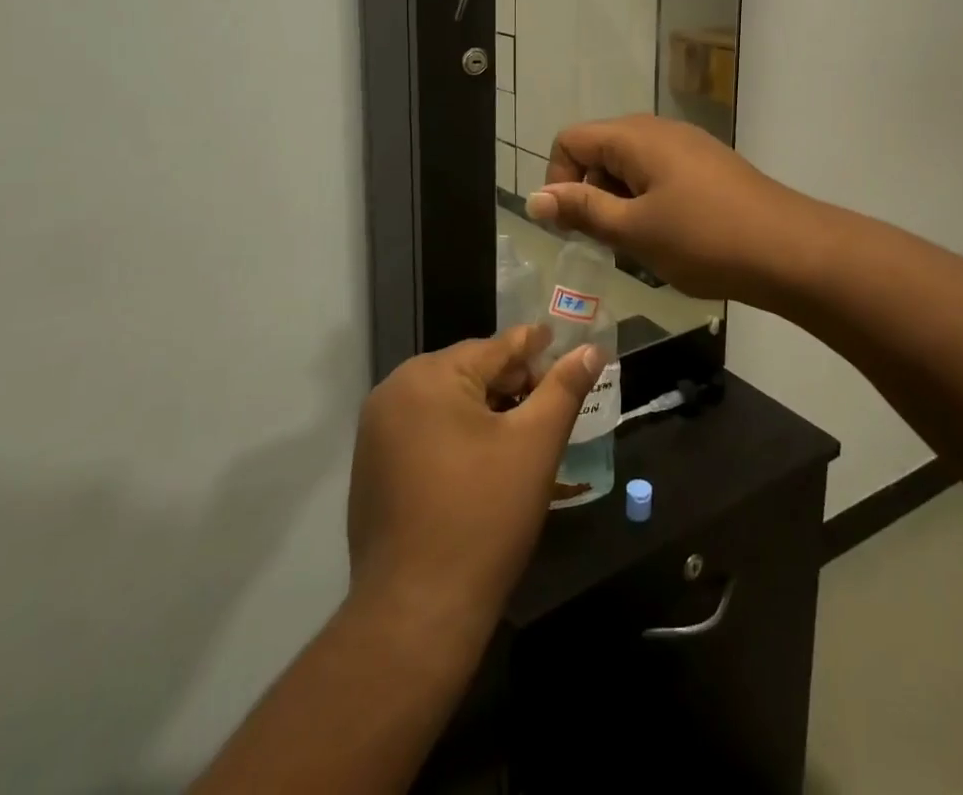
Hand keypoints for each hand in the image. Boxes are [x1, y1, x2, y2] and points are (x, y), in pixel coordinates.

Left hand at [347, 326, 601, 629]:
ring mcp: (376, 431)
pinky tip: (485, 461)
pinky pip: (425, 430)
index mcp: (429, 376)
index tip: (564, 346)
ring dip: (487, 409)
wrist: (416, 615)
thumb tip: (591, 349)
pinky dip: (457, 434)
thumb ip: (565, 388)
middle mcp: (394, 391)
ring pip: (447, 402)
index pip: (496, 348)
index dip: (536, 348)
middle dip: (512, 383)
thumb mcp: (535, 444)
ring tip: (525, 431)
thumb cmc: (483, 517)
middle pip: (469, 371)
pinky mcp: (371, 467)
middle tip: (551, 403)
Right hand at [526, 115, 820, 303]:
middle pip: (600, 149)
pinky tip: (670, 234)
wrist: (789, 249)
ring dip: (620, 200)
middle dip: (590, 192)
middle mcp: (658, 129)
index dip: (559, 181)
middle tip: (608, 239)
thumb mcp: (634, 229)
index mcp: (634, 136)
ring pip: (630, 164)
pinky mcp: (708, 164)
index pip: (570, 140)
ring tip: (641, 242)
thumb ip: (582, 210)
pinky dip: (649, 199)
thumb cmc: (704, 239)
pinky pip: (659, 173)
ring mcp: (687, 145)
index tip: (574, 225)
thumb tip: (535, 198)